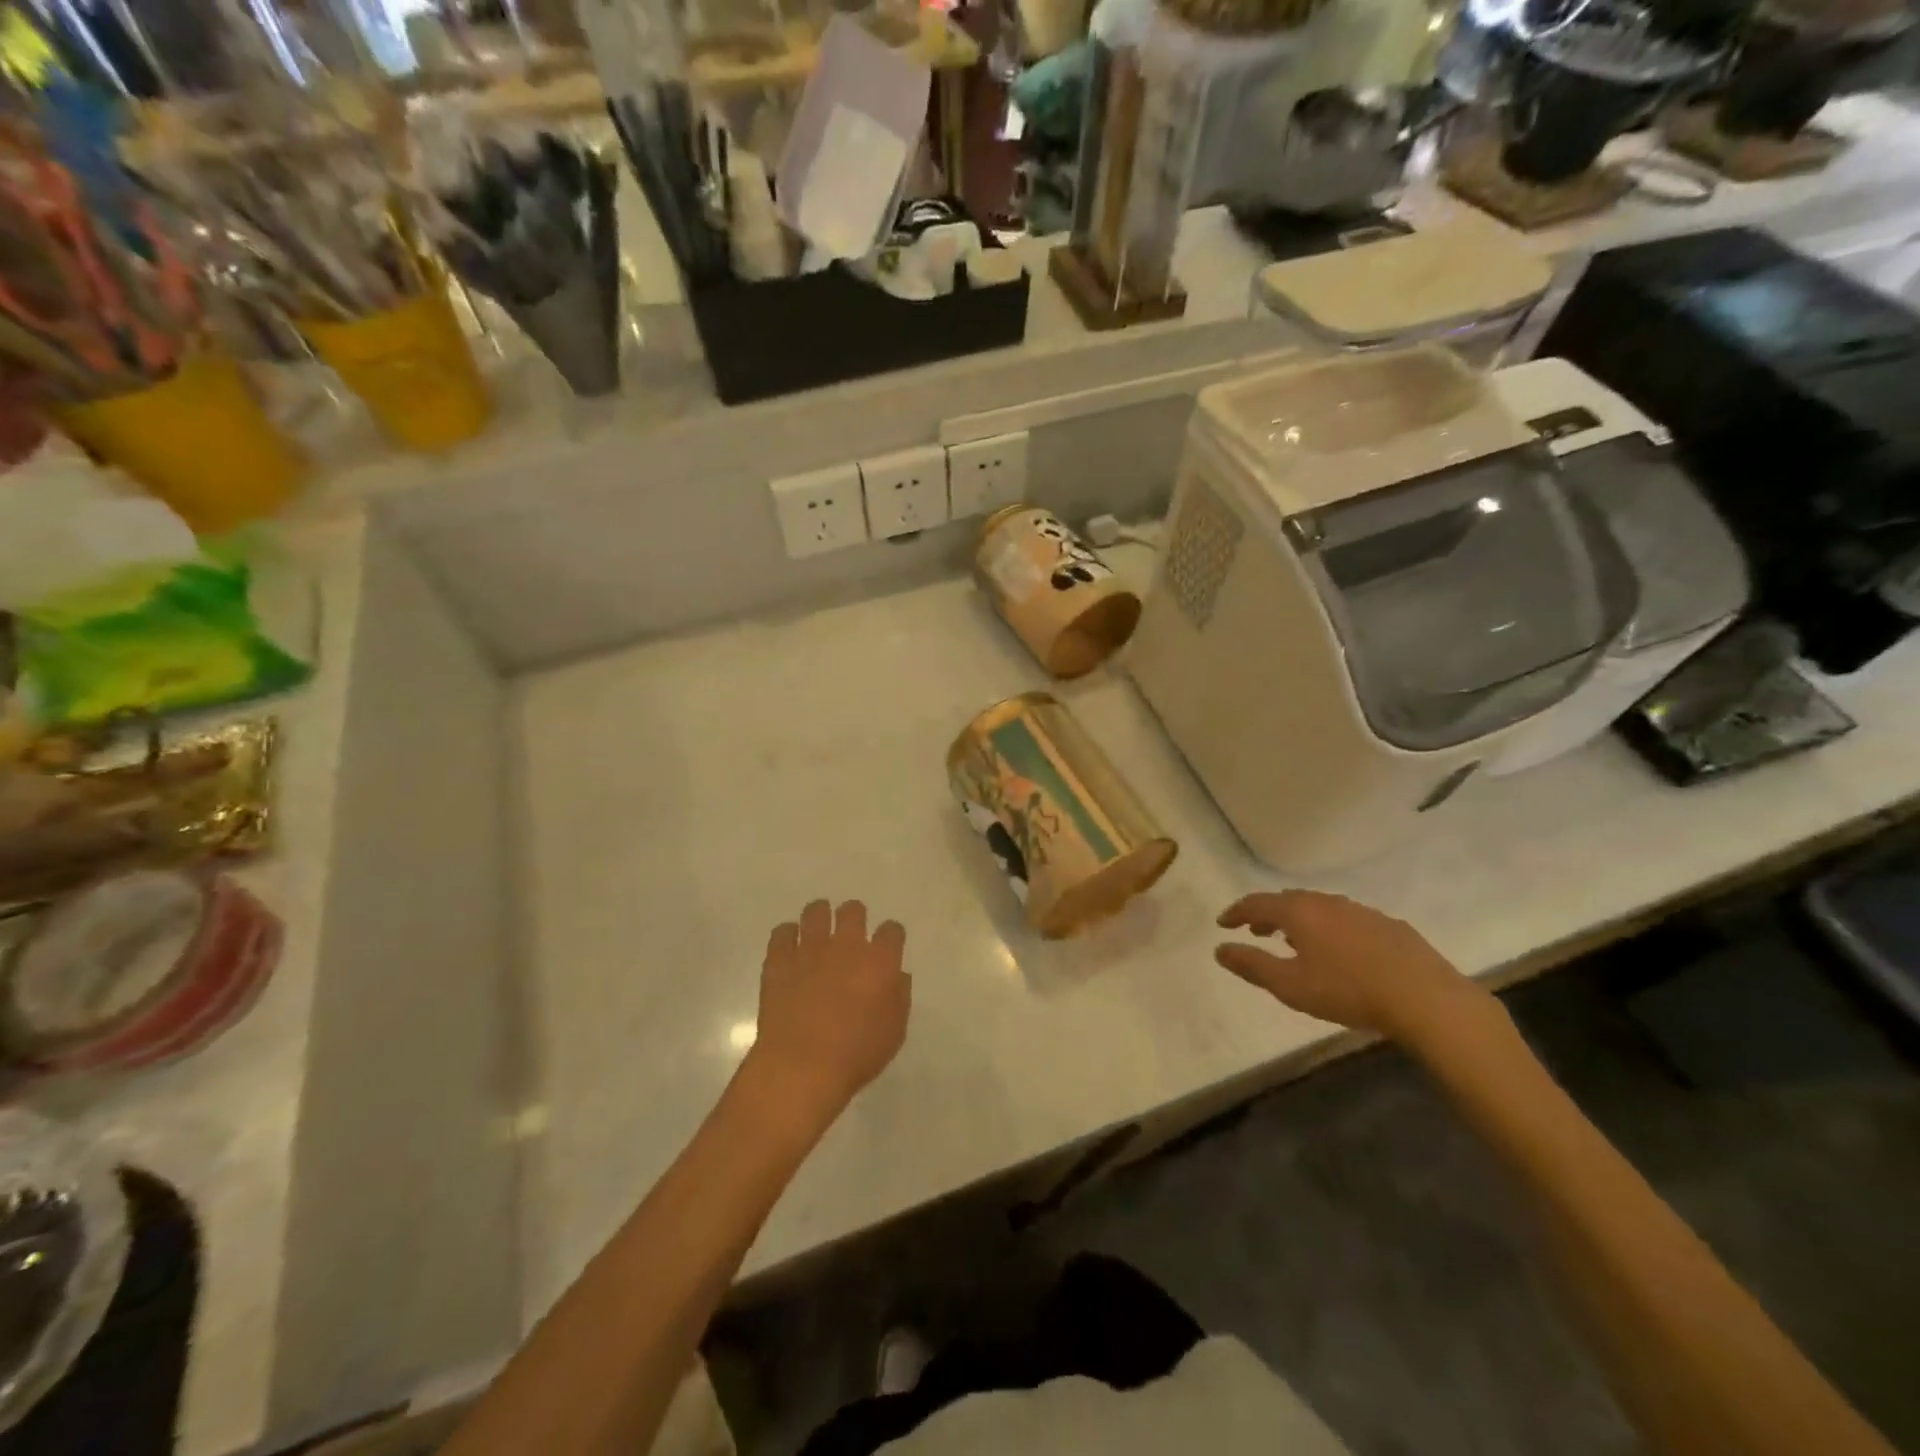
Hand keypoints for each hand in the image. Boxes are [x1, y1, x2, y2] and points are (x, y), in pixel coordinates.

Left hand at [745, 900, 909, 1122]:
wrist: (802, 1067)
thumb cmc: (856, 1055)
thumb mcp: (894, 1032)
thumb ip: (900, 997)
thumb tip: (897, 976)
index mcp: (880, 961)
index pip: (892, 930)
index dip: (890, 936)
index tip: (887, 946)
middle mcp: (847, 945)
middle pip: (853, 910)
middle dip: (854, 918)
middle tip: (850, 936)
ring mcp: (810, 949)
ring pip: (816, 911)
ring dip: (820, 917)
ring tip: (818, 932)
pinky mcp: (779, 960)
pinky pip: (782, 931)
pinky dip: (787, 935)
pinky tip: (789, 948)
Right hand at [1214, 890, 1490, 1044]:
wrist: (1425, 998)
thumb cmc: (1348, 990)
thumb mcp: (1290, 985)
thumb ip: (1252, 965)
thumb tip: (1219, 949)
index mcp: (1299, 912)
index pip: (1257, 903)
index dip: (1236, 912)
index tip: (1223, 923)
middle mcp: (1327, 902)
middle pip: (1288, 901)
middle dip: (1267, 914)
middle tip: (1255, 930)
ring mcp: (1360, 911)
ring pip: (1319, 908)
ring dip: (1299, 920)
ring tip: (1293, 939)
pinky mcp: (1388, 926)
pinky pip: (1345, 919)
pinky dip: (1329, 928)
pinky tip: (1338, 950)